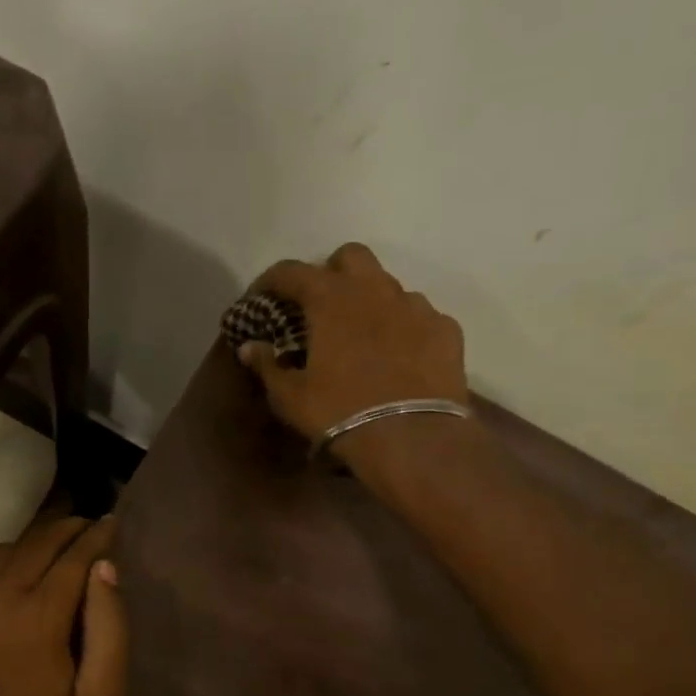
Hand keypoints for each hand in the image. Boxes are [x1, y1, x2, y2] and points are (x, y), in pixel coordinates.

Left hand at [0, 516, 126, 695]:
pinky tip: (17, 585)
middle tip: (88, 526)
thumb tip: (105, 570)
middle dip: (66, 528)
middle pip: (36, 542)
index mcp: (38, 614)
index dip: (96, 536)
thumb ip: (110, 629)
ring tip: (55, 550)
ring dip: (33, 543)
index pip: (73, 555)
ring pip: (2, 553)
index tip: (112, 522)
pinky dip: (4, 567)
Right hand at [237, 243, 476, 483]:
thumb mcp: (290, 396)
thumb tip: (250, 347)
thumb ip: (267, 365)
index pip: (292, 271)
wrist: (412, 438)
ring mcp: (416, 306)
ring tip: (362, 336)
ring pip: (388, 286)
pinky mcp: (445, 329)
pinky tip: (398, 355)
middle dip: (331, 273)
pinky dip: (404, 327)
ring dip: (370, 301)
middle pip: (350, 257)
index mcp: (330, 299)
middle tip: (319, 307)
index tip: (262, 299)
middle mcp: (375, 289)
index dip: (271, 281)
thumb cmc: (339, 412)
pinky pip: (420, 315)